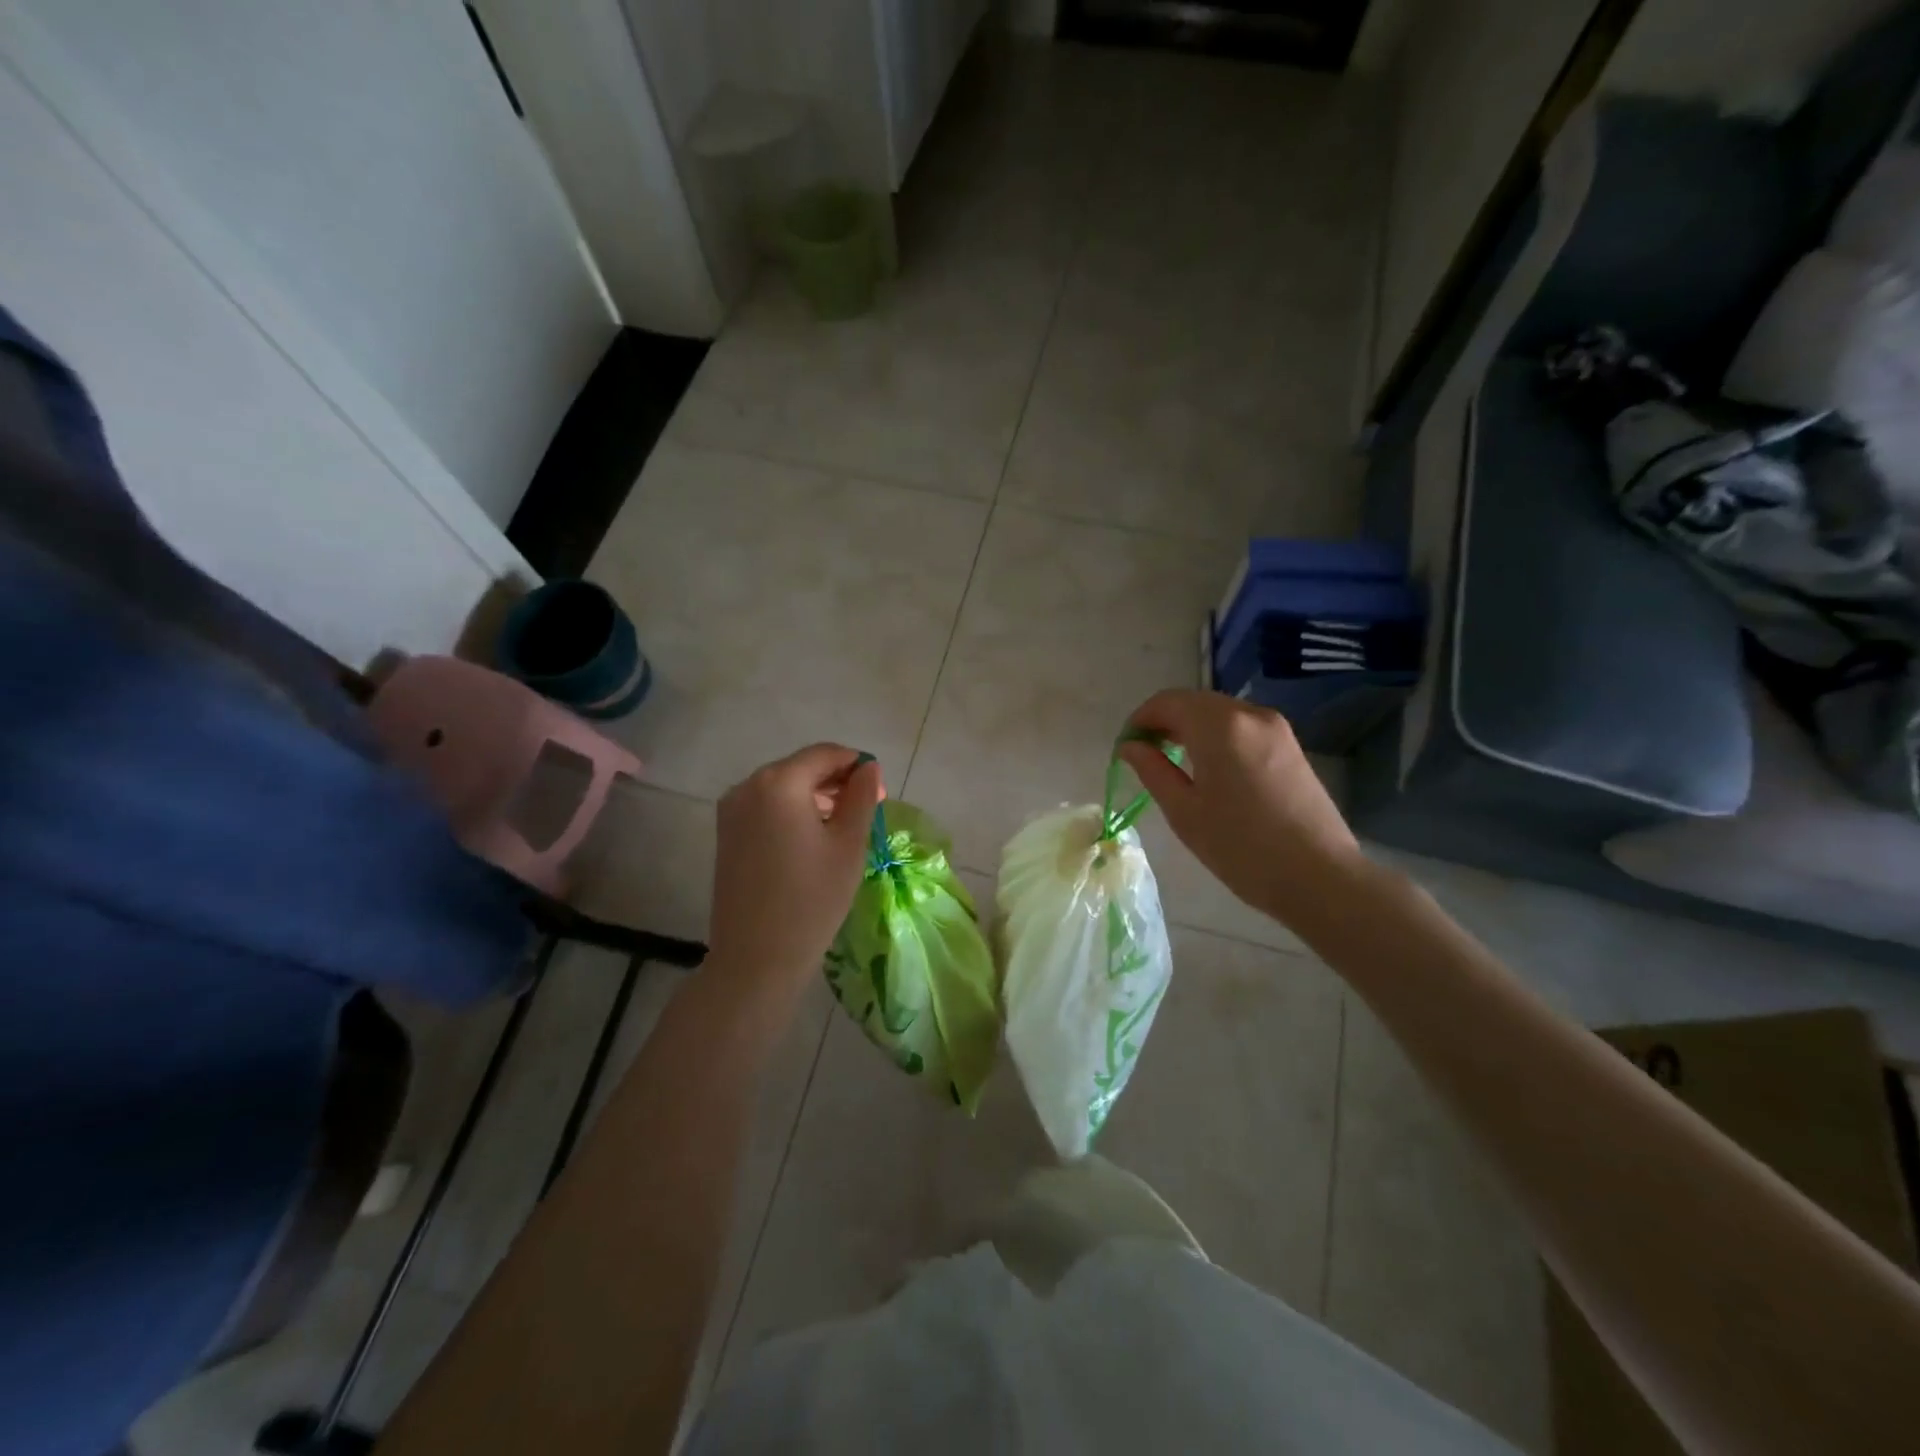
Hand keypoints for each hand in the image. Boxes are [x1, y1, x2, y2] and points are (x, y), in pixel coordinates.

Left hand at [706, 745, 883, 1009]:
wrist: (756, 958)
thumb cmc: (812, 899)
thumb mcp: (849, 845)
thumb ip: (862, 797)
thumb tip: (868, 768)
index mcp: (779, 782)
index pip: (825, 754)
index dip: (856, 766)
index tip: (881, 792)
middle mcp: (748, 786)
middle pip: (801, 767)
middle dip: (836, 781)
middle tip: (867, 811)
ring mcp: (731, 810)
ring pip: (783, 787)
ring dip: (814, 797)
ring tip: (842, 827)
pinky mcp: (725, 833)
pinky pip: (766, 807)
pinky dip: (792, 812)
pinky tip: (811, 840)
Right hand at [1119, 690, 1368, 929]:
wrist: (1320, 876)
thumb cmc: (1241, 847)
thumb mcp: (1184, 811)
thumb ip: (1152, 770)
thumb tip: (1130, 746)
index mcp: (1219, 726)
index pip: (1167, 702)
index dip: (1140, 720)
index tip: (1125, 748)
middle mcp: (1249, 714)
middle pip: (1195, 702)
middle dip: (1165, 721)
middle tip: (1145, 755)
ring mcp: (1276, 728)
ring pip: (1220, 713)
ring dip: (1191, 728)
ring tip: (1174, 763)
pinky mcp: (1291, 745)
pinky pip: (1242, 726)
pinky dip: (1217, 736)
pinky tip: (1211, 768)